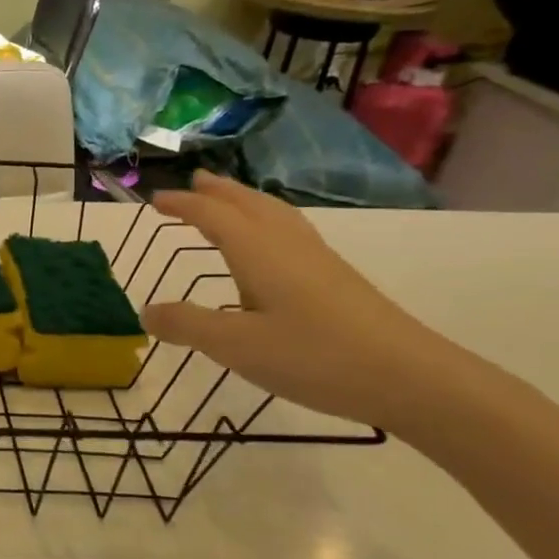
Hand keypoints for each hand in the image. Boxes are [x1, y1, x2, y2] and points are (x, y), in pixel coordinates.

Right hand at [142, 172, 463, 431]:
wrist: (410, 377)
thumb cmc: (314, 357)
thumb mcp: (237, 346)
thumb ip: (188, 326)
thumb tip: (147, 311)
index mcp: (259, 253)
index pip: (213, 217)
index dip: (183, 206)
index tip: (154, 201)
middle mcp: (288, 246)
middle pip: (249, 205)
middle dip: (219, 192)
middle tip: (195, 181)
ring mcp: (317, 261)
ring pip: (276, 216)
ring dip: (246, 202)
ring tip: (229, 200)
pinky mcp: (336, 280)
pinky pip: (291, 233)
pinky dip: (268, 223)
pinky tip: (271, 247)